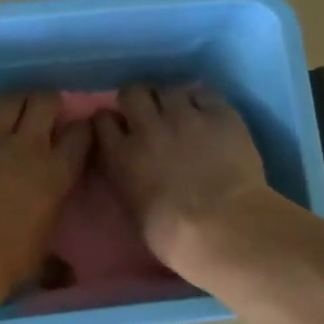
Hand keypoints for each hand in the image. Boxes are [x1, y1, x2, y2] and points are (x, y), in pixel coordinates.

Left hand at [0, 92, 92, 295]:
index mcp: (57, 174)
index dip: (82, 129)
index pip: (81, 135)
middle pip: (44, 102)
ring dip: (13, 103)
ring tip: (11, 113)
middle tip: (43, 113)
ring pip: (7, 100)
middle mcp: (27, 146)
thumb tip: (67, 277)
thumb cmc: (7, 261)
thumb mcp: (40, 264)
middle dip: (46, 102)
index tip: (79, 134)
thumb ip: (55, 263)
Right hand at [94, 83, 273, 271]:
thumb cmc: (172, 236)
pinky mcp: (220, 114)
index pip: (101, 121)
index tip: (116, 129)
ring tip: (180, 114)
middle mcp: (147, 127)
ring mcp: (185, 116)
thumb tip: (133, 171)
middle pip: (132, 92)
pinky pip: (205, 93)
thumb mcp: (133, 210)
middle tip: (147, 115)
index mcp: (121, 156)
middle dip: (137, 100)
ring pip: (168, 88)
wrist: (222, 227)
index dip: (109, 122)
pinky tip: (207, 115)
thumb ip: (127, 180)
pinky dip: (202, 101)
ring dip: (170, 99)